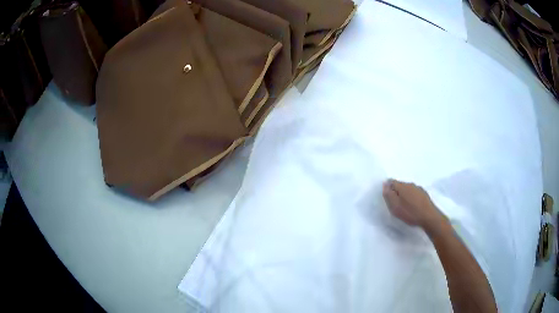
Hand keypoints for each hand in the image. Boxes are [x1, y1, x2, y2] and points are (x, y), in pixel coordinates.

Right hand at [382, 179, 442, 228]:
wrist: (429, 217)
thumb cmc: (410, 212)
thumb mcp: (395, 207)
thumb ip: (389, 195)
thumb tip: (385, 184)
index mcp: (402, 186)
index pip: (391, 181)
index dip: (388, 187)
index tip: (387, 197)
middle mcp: (410, 184)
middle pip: (400, 185)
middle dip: (396, 191)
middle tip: (394, 203)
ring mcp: (419, 189)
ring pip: (408, 189)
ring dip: (404, 194)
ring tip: (403, 205)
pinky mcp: (424, 194)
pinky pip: (414, 193)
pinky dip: (411, 197)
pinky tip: (412, 206)